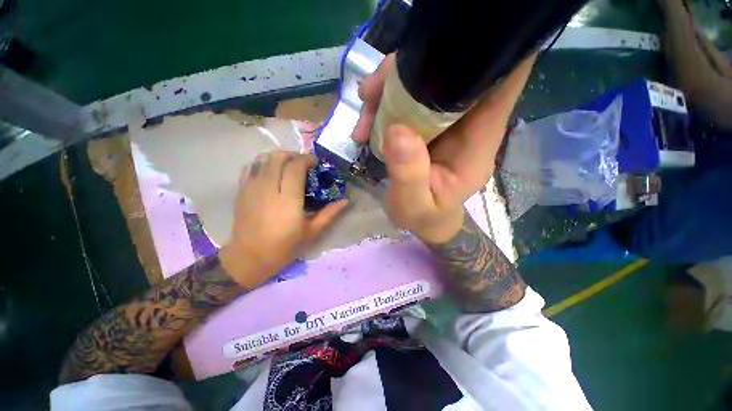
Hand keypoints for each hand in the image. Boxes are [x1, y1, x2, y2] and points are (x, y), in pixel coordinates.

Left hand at [220, 151, 347, 286]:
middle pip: (278, 157)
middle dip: (294, 155)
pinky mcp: (241, 190)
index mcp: (288, 200)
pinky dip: (263, 163)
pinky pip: (251, 167)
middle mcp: (268, 188)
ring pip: (264, 158)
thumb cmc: (284, 246)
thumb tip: (345, 200)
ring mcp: (251, 188)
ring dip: (279, 157)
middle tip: (303, 164)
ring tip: (288, 167)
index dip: (307, 159)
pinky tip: (271, 173)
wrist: (250, 257)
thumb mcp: (312, 232)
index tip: (316, 162)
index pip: (295, 166)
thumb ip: (329, 213)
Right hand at [352, 53, 536, 243]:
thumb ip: (409, 176)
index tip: (458, 34)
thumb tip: (397, 131)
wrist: (425, 220)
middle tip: (371, 90)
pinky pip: (407, 100)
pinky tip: (365, 122)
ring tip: (363, 107)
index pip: (501, 86)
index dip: (491, 52)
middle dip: (412, 71)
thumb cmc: (426, 217)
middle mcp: (467, 125)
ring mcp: (445, 121)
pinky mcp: (426, 124)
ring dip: (389, 87)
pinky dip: (384, 102)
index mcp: (477, 144)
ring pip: (425, 84)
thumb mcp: (414, 206)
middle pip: (453, 76)